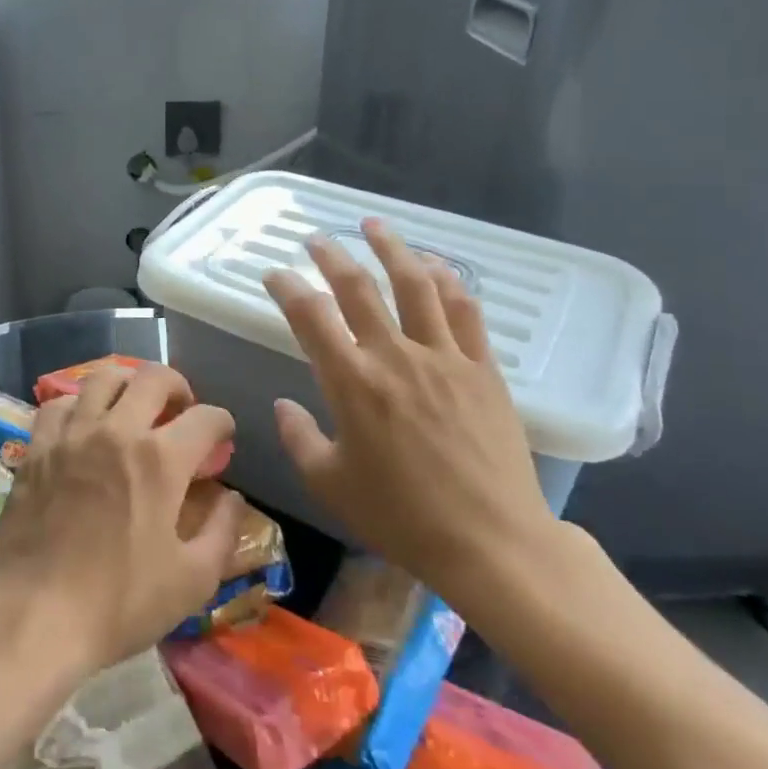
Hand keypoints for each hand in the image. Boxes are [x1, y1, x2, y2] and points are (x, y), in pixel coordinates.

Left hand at [0, 362, 241, 678]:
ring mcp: (72, 435)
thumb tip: (232, 498)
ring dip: (128, 383)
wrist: (32, 616)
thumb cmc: (118, 603)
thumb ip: (222, 532)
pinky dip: (79, 405)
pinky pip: (59, 403)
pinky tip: (84, 426)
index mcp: (160, 460)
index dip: (222, 424)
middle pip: (154, 377)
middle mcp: (117, 431)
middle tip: (181, 410)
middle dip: (178, 386)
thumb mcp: (191, 581)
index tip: (223, 438)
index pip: (206, 418)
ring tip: (134, 405)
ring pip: (103, 377)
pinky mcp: (37, 448)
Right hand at [263, 219, 557, 619]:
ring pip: (415, 284)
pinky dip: (447, 281)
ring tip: (374, 225)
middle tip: (316, 238)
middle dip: (331, 256)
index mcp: (352, 383)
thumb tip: (283, 405)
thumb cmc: (402, 518)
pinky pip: (464, 310)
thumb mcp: (331, 485)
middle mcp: (395, 356)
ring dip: (392, 248)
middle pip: (358, 287)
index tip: (275, 274)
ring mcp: (444, 357)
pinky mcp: (482, 368)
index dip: (287, 287)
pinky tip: (435, 266)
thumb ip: (300, 439)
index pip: (310, 316)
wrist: (492, 542)